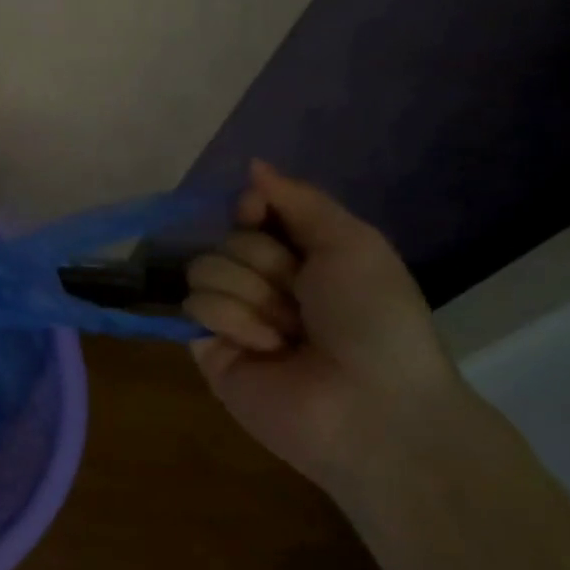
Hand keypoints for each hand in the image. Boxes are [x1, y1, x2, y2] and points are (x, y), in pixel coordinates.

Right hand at [184, 162, 464, 489]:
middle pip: (225, 240)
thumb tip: (251, 165)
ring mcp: (231, 314)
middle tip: (303, 298)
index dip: (252, 211)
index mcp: (302, 255)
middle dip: (265, 265)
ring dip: (252, 296)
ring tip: (288, 333)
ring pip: (203, 269)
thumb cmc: (375, 319)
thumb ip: (299, 201)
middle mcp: (263, 281)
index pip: (249, 212)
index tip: (259, 215)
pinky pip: (194, 306)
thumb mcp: (353, 244)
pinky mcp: (204, 345)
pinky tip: (265, 348)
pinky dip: (233, 321)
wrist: (371, 403)